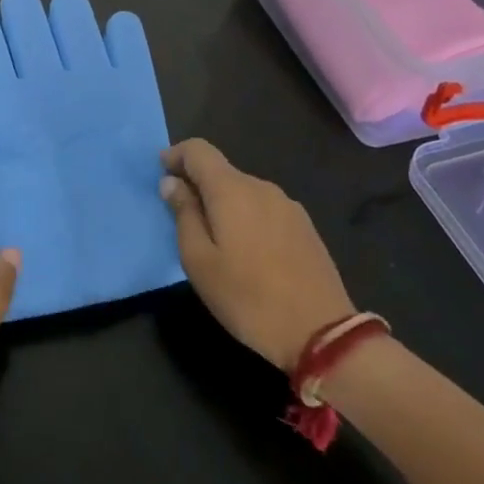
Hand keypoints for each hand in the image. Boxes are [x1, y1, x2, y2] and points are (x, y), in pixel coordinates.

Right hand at [159, 139, 354, 369]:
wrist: (322, 334)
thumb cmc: (247, 297)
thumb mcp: (199, 260)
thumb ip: (183, 214)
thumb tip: (172, 182)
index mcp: (232, 190)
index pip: (199, 150)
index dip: (176, 155)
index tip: (161, 174)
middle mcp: (262, 187)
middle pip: (221, 171)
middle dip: (197, 184)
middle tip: (180, 217)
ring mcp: (288, 206)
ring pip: (243, 191)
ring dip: (222, 203)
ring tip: (213, 239)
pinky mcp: (305, 227)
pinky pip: (264, 209)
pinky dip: (245, 217)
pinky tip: (246, 251)